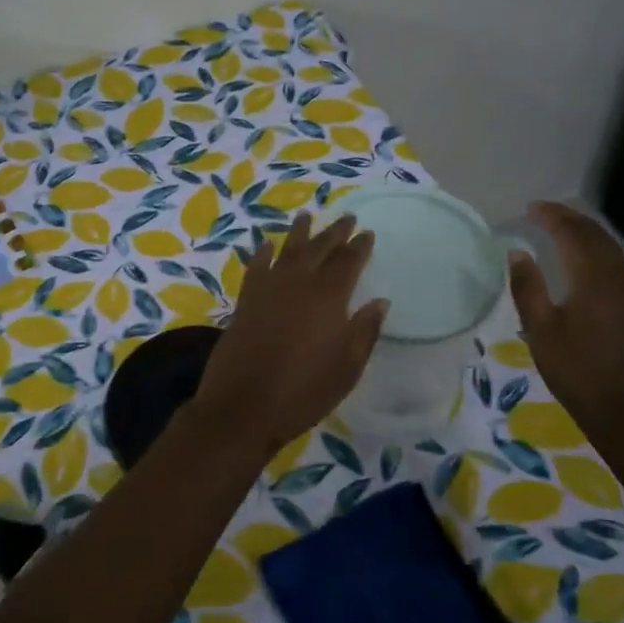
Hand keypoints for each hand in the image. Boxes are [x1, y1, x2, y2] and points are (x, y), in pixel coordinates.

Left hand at [190, 213, 387, 457]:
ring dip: (299, 233)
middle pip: (319, 249)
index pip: (348, 262)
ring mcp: (268, 290)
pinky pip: (256, 267)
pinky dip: (262, 253)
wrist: (243, 407)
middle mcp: (298, 284)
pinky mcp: (245, 301)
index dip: (359, 246)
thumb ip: (364, 332)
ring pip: (287, 250)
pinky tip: (265, 245)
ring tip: (307, 216)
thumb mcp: (347, 368)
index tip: (367, 233)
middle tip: (347, 218)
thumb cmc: (303, 392)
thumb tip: (380, 302)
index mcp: (329, 298)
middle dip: (335, 232)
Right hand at [508, 202, 623, 438]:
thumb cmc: (574, 369)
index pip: (572, 234)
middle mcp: (615, 277)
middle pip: (595, 235)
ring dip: (585, 231)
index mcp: (592, 279)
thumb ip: (527, 287)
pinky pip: (614, 262)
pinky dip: (596, 248)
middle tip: (543, 211)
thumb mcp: (539, 329)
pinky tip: (584, 257)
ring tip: (561, 227)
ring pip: (609, 247)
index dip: (552, 217)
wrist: (622, 408)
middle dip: (570, 218)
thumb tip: (518, 252)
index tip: (530, 208)